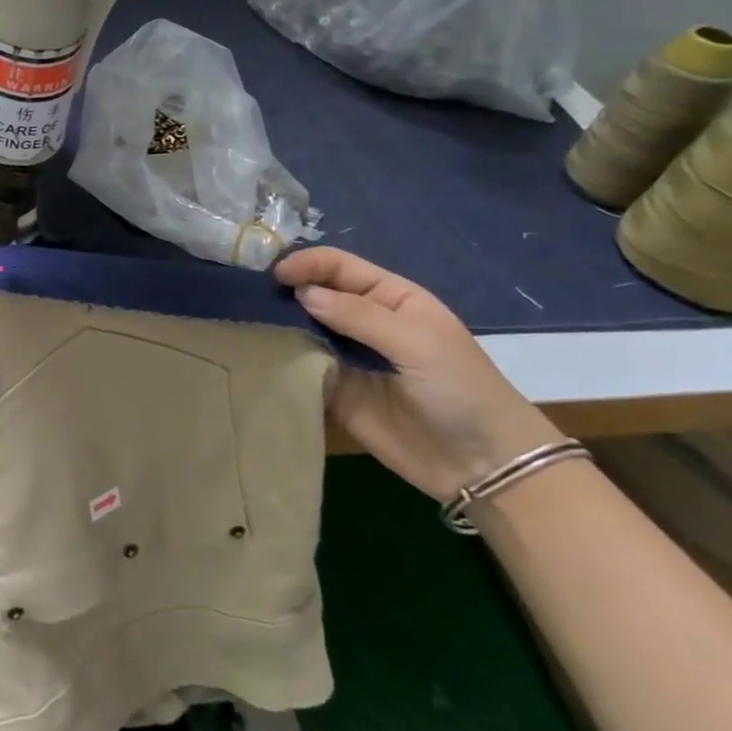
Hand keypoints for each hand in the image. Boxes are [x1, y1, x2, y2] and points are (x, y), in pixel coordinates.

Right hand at [274, 247, 563, 500]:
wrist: (482, 465)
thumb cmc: (461, 389)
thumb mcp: (417, 341)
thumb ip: (358, 315)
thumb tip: (302, 293)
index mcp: (390, 298)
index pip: (340, 267)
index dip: (308, 264)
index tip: (276, 275)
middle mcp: (364, 322)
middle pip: (316, 294)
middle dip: (287, 291)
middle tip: (252, 297)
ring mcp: (346, 357)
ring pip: (303, 329)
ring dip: (279, 324)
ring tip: (248, 323)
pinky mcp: (334, 391)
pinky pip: (301, 368)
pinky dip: (281, 360)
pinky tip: (259, 356)